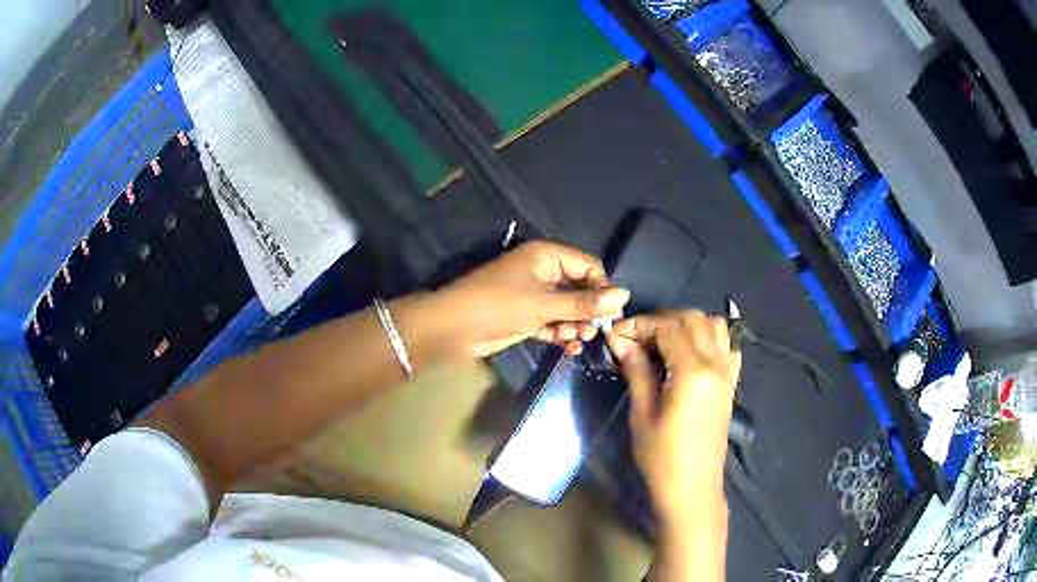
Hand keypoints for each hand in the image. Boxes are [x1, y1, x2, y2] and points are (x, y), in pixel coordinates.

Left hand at [436, 241, 630, 357]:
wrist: (452, 328)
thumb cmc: (497, 306)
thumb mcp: (543, 304)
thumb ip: (584, 303)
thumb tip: (625, 296)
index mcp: (547, 256)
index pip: (589, 267)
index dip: (602, 289)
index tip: (611, 315)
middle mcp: (544, 272)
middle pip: (580, 289)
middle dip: (588, 312)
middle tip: (591, 333)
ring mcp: (535, 295)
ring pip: (568, 309)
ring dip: (576, 325)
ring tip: (576, 341)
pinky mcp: (528, 317)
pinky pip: (554, 323)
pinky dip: (562, 334)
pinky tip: (569, 348)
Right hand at [606, 310, 740, 522]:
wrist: (692, 488)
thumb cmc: (662, 457)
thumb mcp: (642, 413)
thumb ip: (636, 370)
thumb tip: (619, 339)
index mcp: (693, 371)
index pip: (668, 327)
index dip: (639, 325)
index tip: (616, 335)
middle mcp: (716, 363)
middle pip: (693, 318)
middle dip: (662, 320)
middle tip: (636, 338)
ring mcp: (728, 372)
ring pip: (714, 326)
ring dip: (687, 325)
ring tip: (662, 343)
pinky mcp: (731, 384)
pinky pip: (727, 346)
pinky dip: (709, 339)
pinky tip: (690, 355)